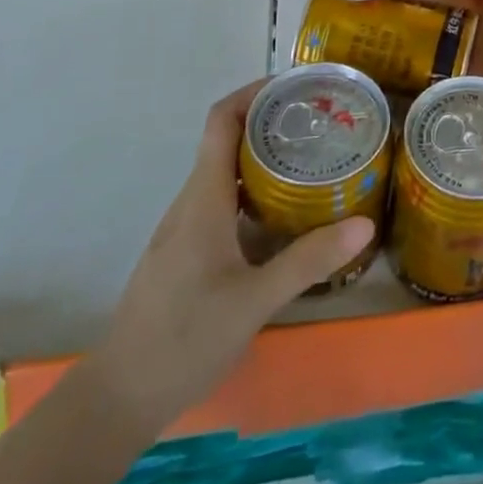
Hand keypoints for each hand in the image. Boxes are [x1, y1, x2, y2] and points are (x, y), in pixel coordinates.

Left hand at [85, 82, 374, 434]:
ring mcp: (184, 229)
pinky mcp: (185, 252)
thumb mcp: (254, 301)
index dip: (253, 92)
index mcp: (203, 199)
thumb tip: (364, 223)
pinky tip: (283, 216)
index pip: (221, 121)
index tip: (296, 85)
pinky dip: (254, 191)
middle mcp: (191, 203)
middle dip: (271, 122)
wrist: (119, 398)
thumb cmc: (183, 339)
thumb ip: (308, 260)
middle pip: (226, 140)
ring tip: (312, 161)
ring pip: (225, 173)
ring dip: (263, 157)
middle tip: (321, 123)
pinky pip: (222, 201)